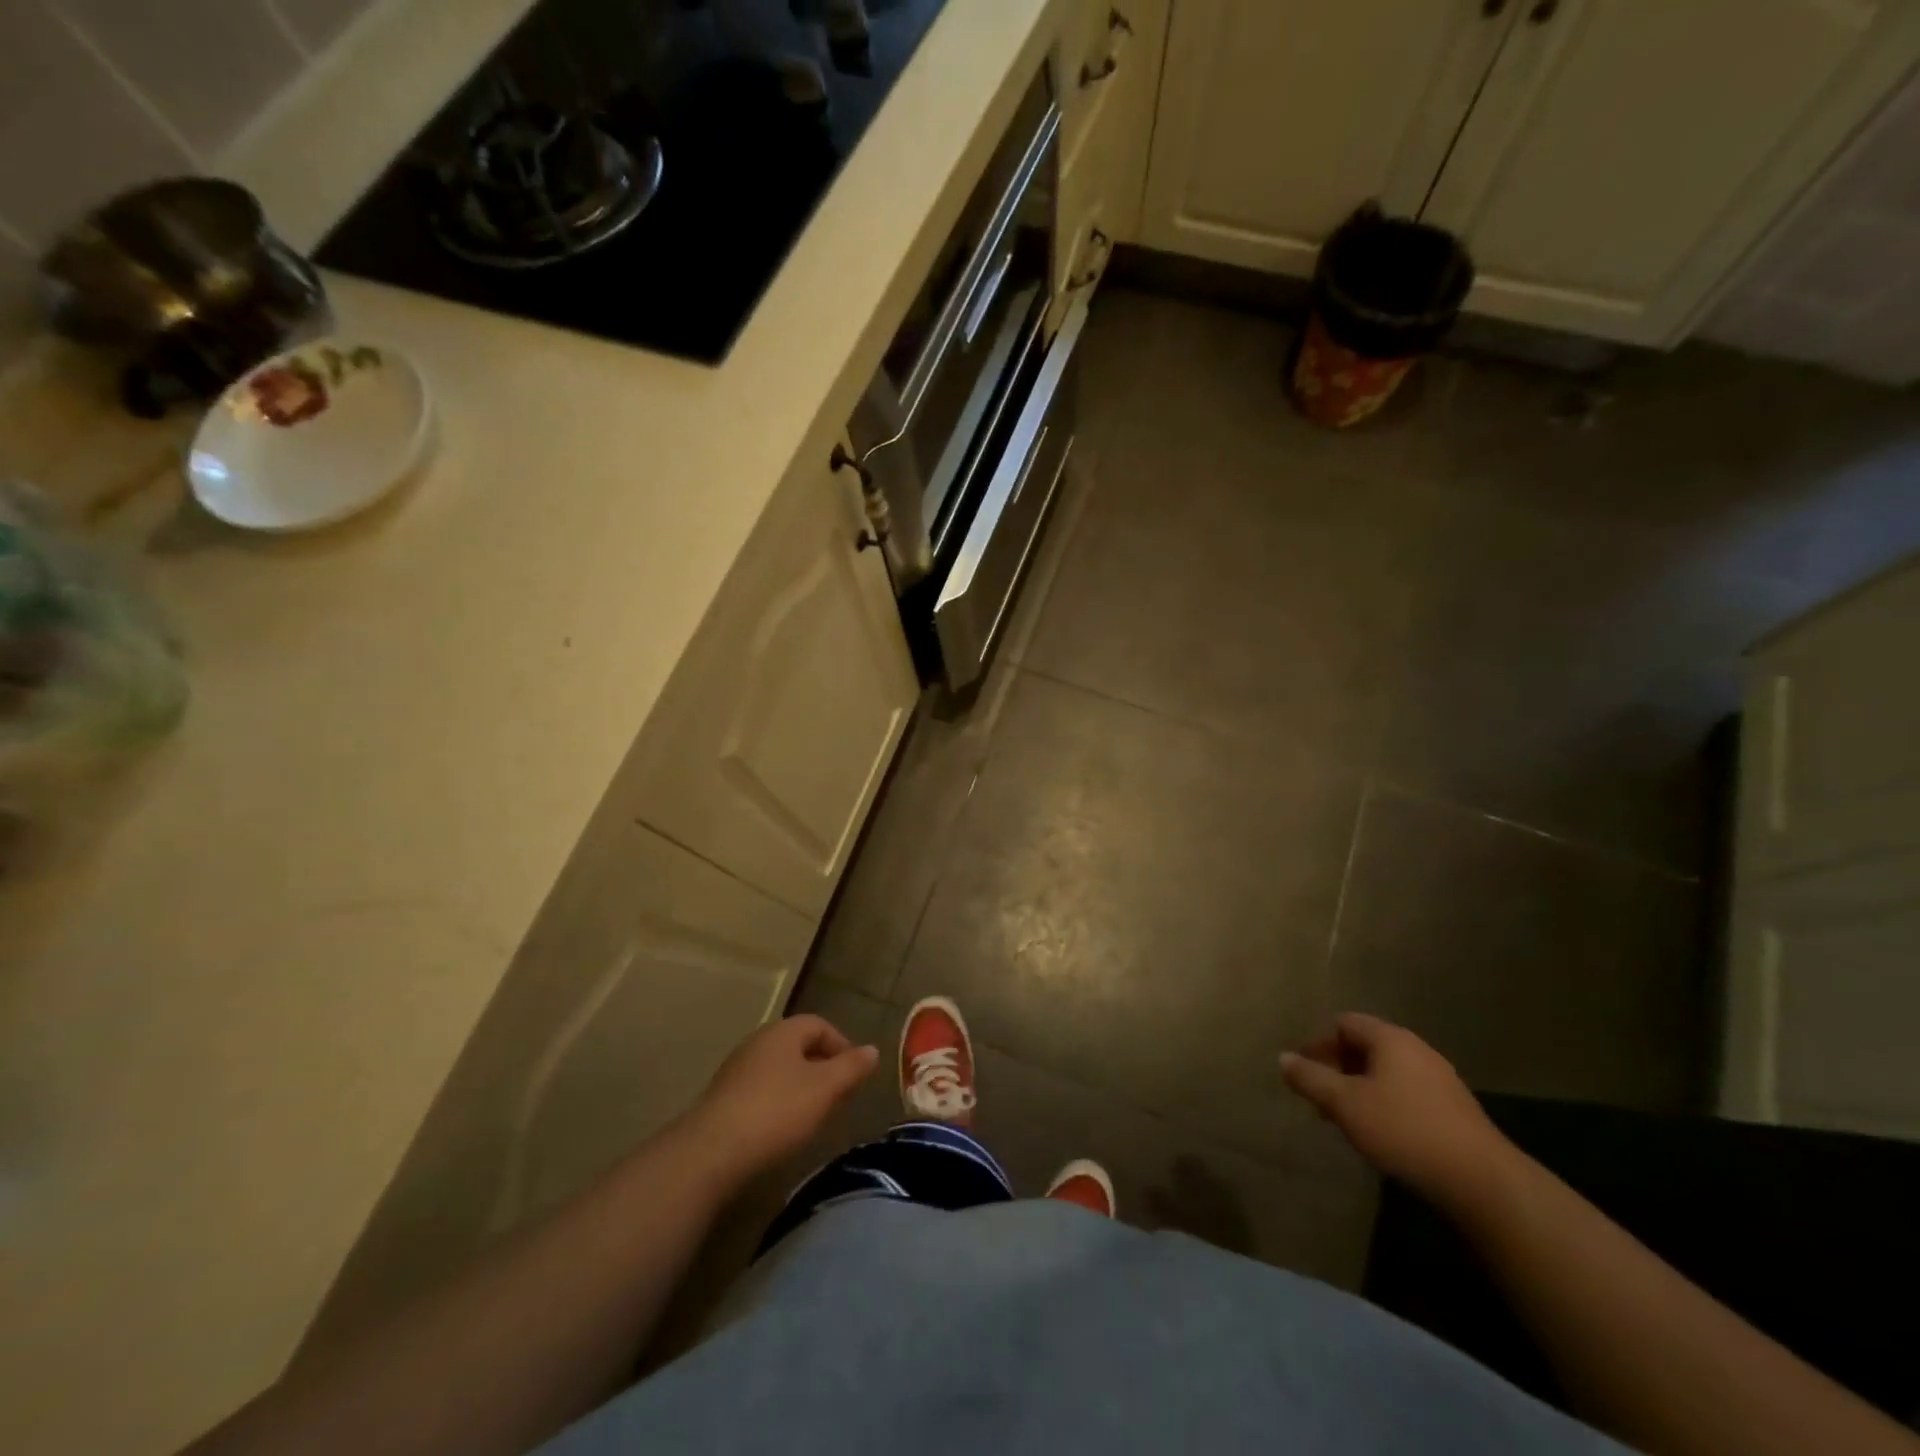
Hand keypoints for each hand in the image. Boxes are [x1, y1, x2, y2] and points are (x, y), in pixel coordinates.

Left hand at [685, 1015, 879, 1180]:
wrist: (711, 1152)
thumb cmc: (777, 1111)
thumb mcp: (825, 1089)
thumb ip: (851, 1068)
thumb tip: (872, 1050)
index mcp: (783, 1031)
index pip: (819, 1025)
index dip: (841, 1045)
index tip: (854, 1074)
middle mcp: (758, 1042)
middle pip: (798, 1046)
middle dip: (821, 1067)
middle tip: (838, 1096)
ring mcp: (736, 1070)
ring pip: (779, 1070)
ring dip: (800, 1087)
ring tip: (813, 1116)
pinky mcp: (723, 1098)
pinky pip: (760, 1091)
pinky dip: (778, 1103)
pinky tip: (782, 1130)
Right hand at [1280, 1013, 1515, 1204]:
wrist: (1482, 1182)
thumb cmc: (1404, 1130)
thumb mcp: (1345, 1104)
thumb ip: (1310, 1078)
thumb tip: (1283, 1058)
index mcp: (1390, 1038)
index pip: (1344, 1023)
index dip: (1318, 1044)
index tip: (1304, 1072)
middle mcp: (1417, 1050)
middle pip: (1365, 1046)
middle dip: (1337, 1068)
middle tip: (1319, 1098)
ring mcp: (1440, 1080)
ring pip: (1386, 1073)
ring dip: (1360, 1088)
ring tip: (1345, 1119)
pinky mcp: (1455, 1110)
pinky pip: (1407, 1093)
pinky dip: (1384, 1103)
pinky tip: (1380, 1133)